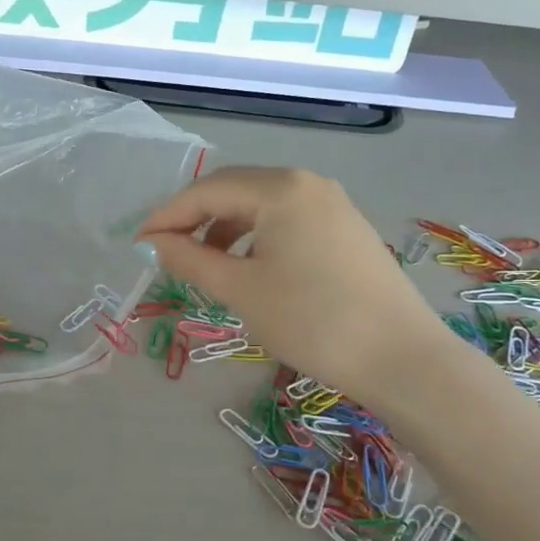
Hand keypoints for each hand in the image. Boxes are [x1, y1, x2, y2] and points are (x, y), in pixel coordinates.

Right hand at [136, 166, 447, 404]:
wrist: (399, 357)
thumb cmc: (311, 320)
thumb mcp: (241, 290)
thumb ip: (191, 259)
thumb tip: (156, 242)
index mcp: (280, 188)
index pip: (208, 190)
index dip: (168, 215)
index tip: (139, 242)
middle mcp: (307, 183)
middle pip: (236, 190)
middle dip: (196, 218)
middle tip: (167, 251)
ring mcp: (333, 204)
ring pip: (262, 205)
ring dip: (226, 228)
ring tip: (206, 264)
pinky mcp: (347, 228)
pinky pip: (288, 220)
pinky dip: (257, 237)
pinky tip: (250, 268)